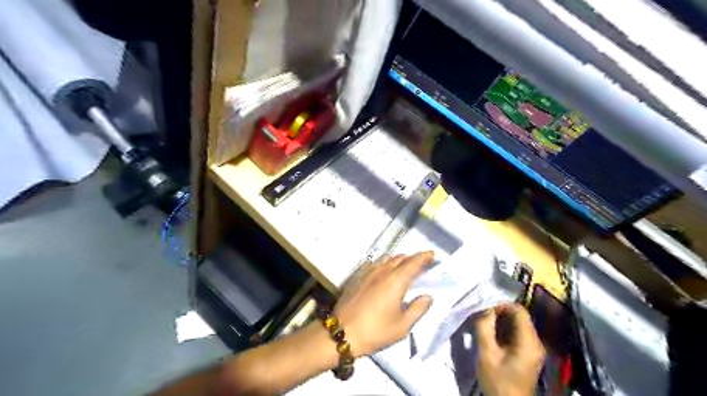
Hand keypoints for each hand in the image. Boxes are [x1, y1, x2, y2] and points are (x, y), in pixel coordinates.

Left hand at [334, 254, 433, 358]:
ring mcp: (367, 272)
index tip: (432, 255)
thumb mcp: (402, 326)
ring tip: (402, 269)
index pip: (413, 262)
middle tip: (420, 266)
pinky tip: (383, 273)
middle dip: (412, 259)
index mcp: (396, 281)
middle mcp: (382, 271)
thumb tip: (428, 296)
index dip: (424, 257)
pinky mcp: (357, 276)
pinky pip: (374, 263)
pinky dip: (383, 263)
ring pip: (386, 258)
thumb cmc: (375, 331)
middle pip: (400, 258)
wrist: (341, 332)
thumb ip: (418, 309)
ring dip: (397, 260)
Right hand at [474, 303, 544, 395]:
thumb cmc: (498, 380)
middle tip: (482, 318)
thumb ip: (485, 327)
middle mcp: (536, 342)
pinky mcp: (529, 353)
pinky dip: (504, 330)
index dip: (502, 305)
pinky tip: (492, 336)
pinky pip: (517, 333)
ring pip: (518, 324)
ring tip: (485, 326)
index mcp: (529, 341)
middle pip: (519, 317)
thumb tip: (484, 307)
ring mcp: (534, 348)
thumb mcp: (486, 353)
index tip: (485, 310)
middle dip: (499, 313)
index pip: (519, 310)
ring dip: (501, 322)